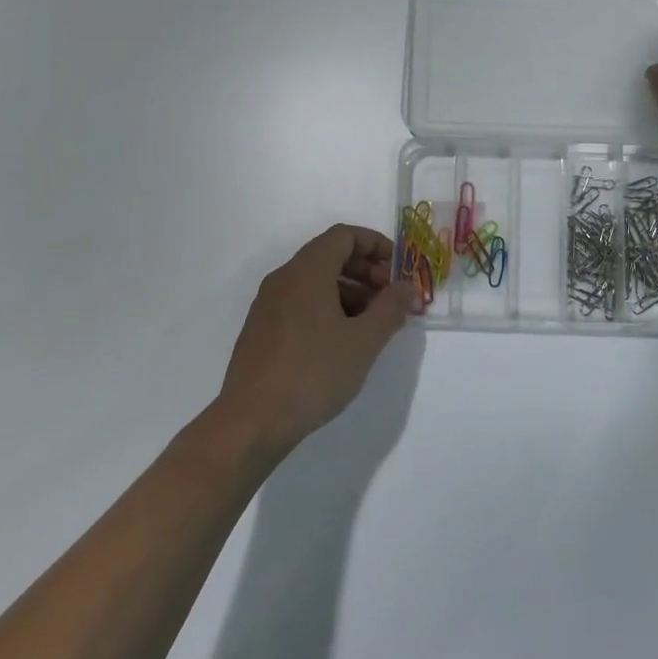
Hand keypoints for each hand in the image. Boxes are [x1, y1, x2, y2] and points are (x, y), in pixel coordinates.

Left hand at [214, 225, 413, 459]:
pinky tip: (343, 342)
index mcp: (307, 271)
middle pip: (329, 255)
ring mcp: (268, 305)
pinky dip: (327, 308)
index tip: (398, 268)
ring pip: (315, 281)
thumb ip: (390, 308)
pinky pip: (300, 302)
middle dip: (366, 270)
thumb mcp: (364, 341)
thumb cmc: (313, 373)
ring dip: (349, 292)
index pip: (344, 235)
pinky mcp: (262, 330)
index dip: (376, 244)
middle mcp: (284, 279)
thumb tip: (406, 287)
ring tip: (373, 324)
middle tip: (390, 298)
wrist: (251, 423)